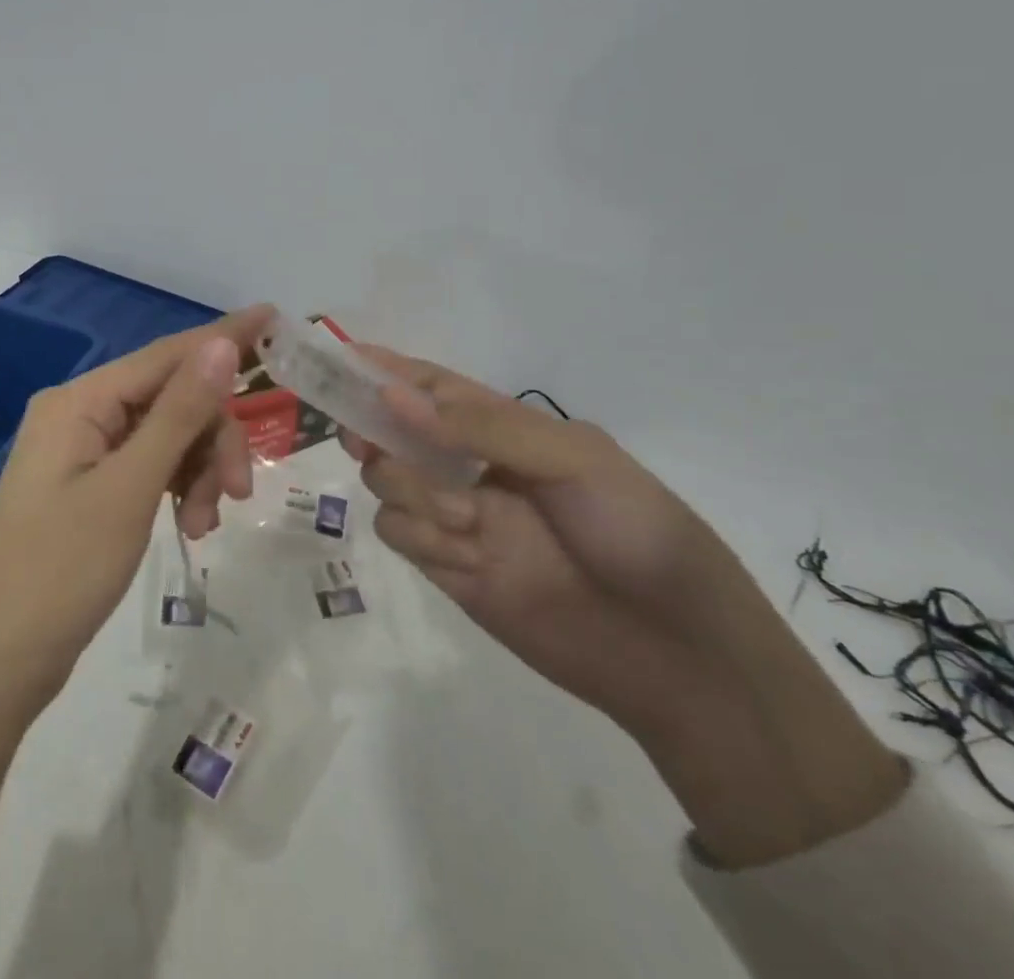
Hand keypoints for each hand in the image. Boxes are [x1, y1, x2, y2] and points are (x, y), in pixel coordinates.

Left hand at [0, 307, 272, 705]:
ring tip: (205, 526)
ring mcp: (81, 451)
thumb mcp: (130, 489)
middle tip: (240, 493)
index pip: (166, 355)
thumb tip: (220, 344)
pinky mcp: (88, 486)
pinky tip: (189, 527)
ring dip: (197, 472)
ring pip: (166, 437)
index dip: (222, 337)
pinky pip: (148, 467)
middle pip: (170, 400)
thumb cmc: (61, 571)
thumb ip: (179, 414)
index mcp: (79, 401)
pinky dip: (176, 490)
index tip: (274, 318)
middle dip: (212, 439)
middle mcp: (79, 413)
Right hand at [345, 348, 906, 866]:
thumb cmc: (638, 532)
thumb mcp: (573, 459)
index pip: (430, 384)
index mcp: (504, 426)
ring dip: (409, 490)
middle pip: (391, 429)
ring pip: (386, 480)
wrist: (676, 656)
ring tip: (464, 519)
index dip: (383, 368)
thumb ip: (481, 426)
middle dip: (376, 429)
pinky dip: (418, 536)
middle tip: (369, 440)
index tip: (337, 358)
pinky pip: (397, 532)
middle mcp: (470, 464)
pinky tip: (464, 556)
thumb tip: (392, 396)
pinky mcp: (446, 566)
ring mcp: (455, 515)